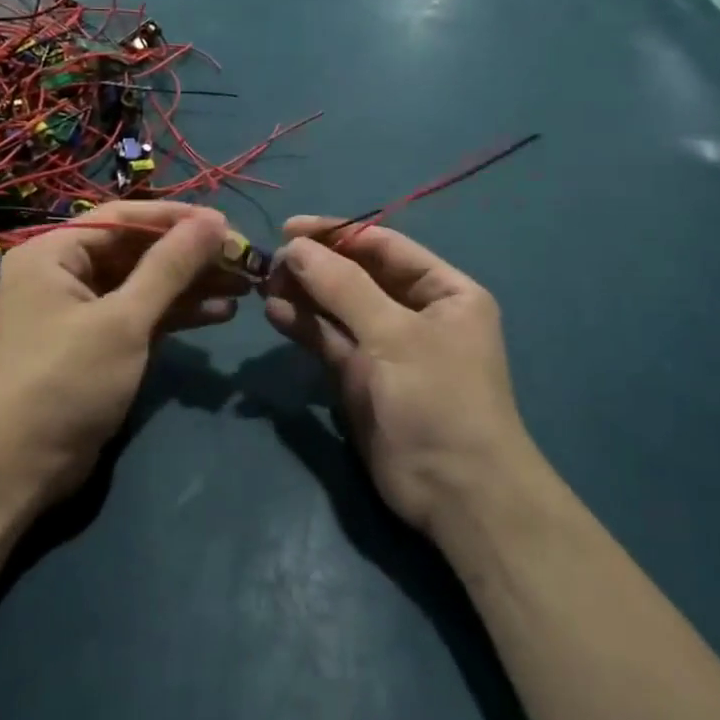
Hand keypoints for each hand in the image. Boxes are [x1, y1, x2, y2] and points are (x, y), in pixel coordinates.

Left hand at [0, 202, 244, 501]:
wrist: (25, 466)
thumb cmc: (69, 380)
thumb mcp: (124, 320)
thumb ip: (171, 267)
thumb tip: (214, 220)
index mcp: (52, 253)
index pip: (122, 218)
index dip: (175, 218)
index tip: (225, 223)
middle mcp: (62, 273)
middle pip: (136, 250)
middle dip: (189, 256)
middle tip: (243, 257)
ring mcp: (80, 309)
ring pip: (144, 283)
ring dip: (191, 284)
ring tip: (244, 283)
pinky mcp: (97, 341)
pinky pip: (141, 313)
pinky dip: (177, 312)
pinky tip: (221, 312)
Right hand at [264, 217, 532, 536]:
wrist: (455, 492)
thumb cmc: (438, 398)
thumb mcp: (394, 334)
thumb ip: (343, 286)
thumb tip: (296, 246)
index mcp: (444, 292)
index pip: (385, 247)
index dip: (338, 233)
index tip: (291, 227)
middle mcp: (416, 313)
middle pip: (358, 275)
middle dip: (316, 265)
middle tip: (271, 261)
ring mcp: (386, 347)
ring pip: (338, 308)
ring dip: (304, 293)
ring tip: (265, 282)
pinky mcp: (361, 378)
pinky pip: (329, 341)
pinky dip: (303, 325)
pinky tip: (275, 311)